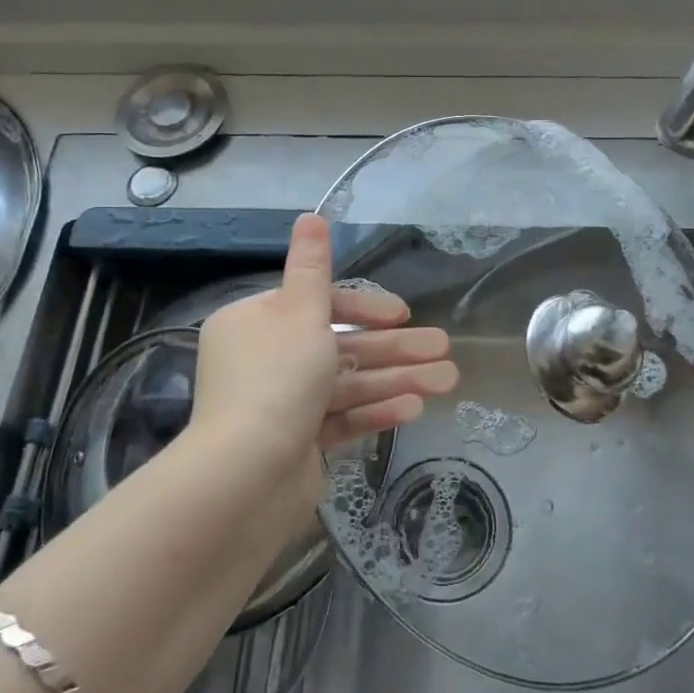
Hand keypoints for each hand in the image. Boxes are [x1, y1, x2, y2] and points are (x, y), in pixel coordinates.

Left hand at [190, 214, 457, 486]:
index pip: (318, 305)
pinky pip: (341, 418)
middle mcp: (265, 360)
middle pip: (340, 346)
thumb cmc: (277, 380)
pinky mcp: (297, 442)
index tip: (402, 314)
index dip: (365, 307)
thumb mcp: (300, 312)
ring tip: (448, 381)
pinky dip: (375, 410)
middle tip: (444, 349)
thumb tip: (310, 215)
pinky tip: (415, 408)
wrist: (245, 477)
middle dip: (395, 348)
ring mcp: (281, 404)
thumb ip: (313, 266)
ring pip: (347, 383)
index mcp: (256, 323)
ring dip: (397, 379)